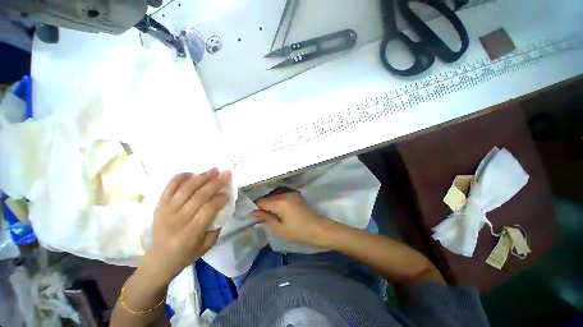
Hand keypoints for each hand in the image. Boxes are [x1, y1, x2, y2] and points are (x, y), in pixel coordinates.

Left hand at [142, 169, 230, 283]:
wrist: (158, 261)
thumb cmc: (186, 254)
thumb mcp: (207, 245)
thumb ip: (217, 226)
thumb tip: (223, 206)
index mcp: (191, 233)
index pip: (208, 210)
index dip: (220, 199)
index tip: (228, 192)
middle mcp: (178, 220)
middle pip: (199, 196)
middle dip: (215, 183)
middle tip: (226, 173)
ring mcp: (166, 211)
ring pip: (186, 189)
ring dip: (201, 177)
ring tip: (213, 170)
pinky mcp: (159, 206)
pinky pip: (169, 188)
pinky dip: (180, 178)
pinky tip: (191, 173)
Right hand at [252, 190, 328, 245]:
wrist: (316, 227)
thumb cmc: (298, 231)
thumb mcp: (279, 228)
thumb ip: (266, 218)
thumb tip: (253, 212)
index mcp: (281, 203)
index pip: (262, 201)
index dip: (258, 208)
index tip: (259, 216)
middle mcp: (285, 194)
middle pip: (268, 196)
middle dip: (264, 204)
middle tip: (266, 215)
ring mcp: (292, 192)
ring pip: (275, 193)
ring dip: (271, 200)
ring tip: (273, 211)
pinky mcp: (296, 193)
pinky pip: (282, 191)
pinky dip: (278, 196)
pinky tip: (280, 205)